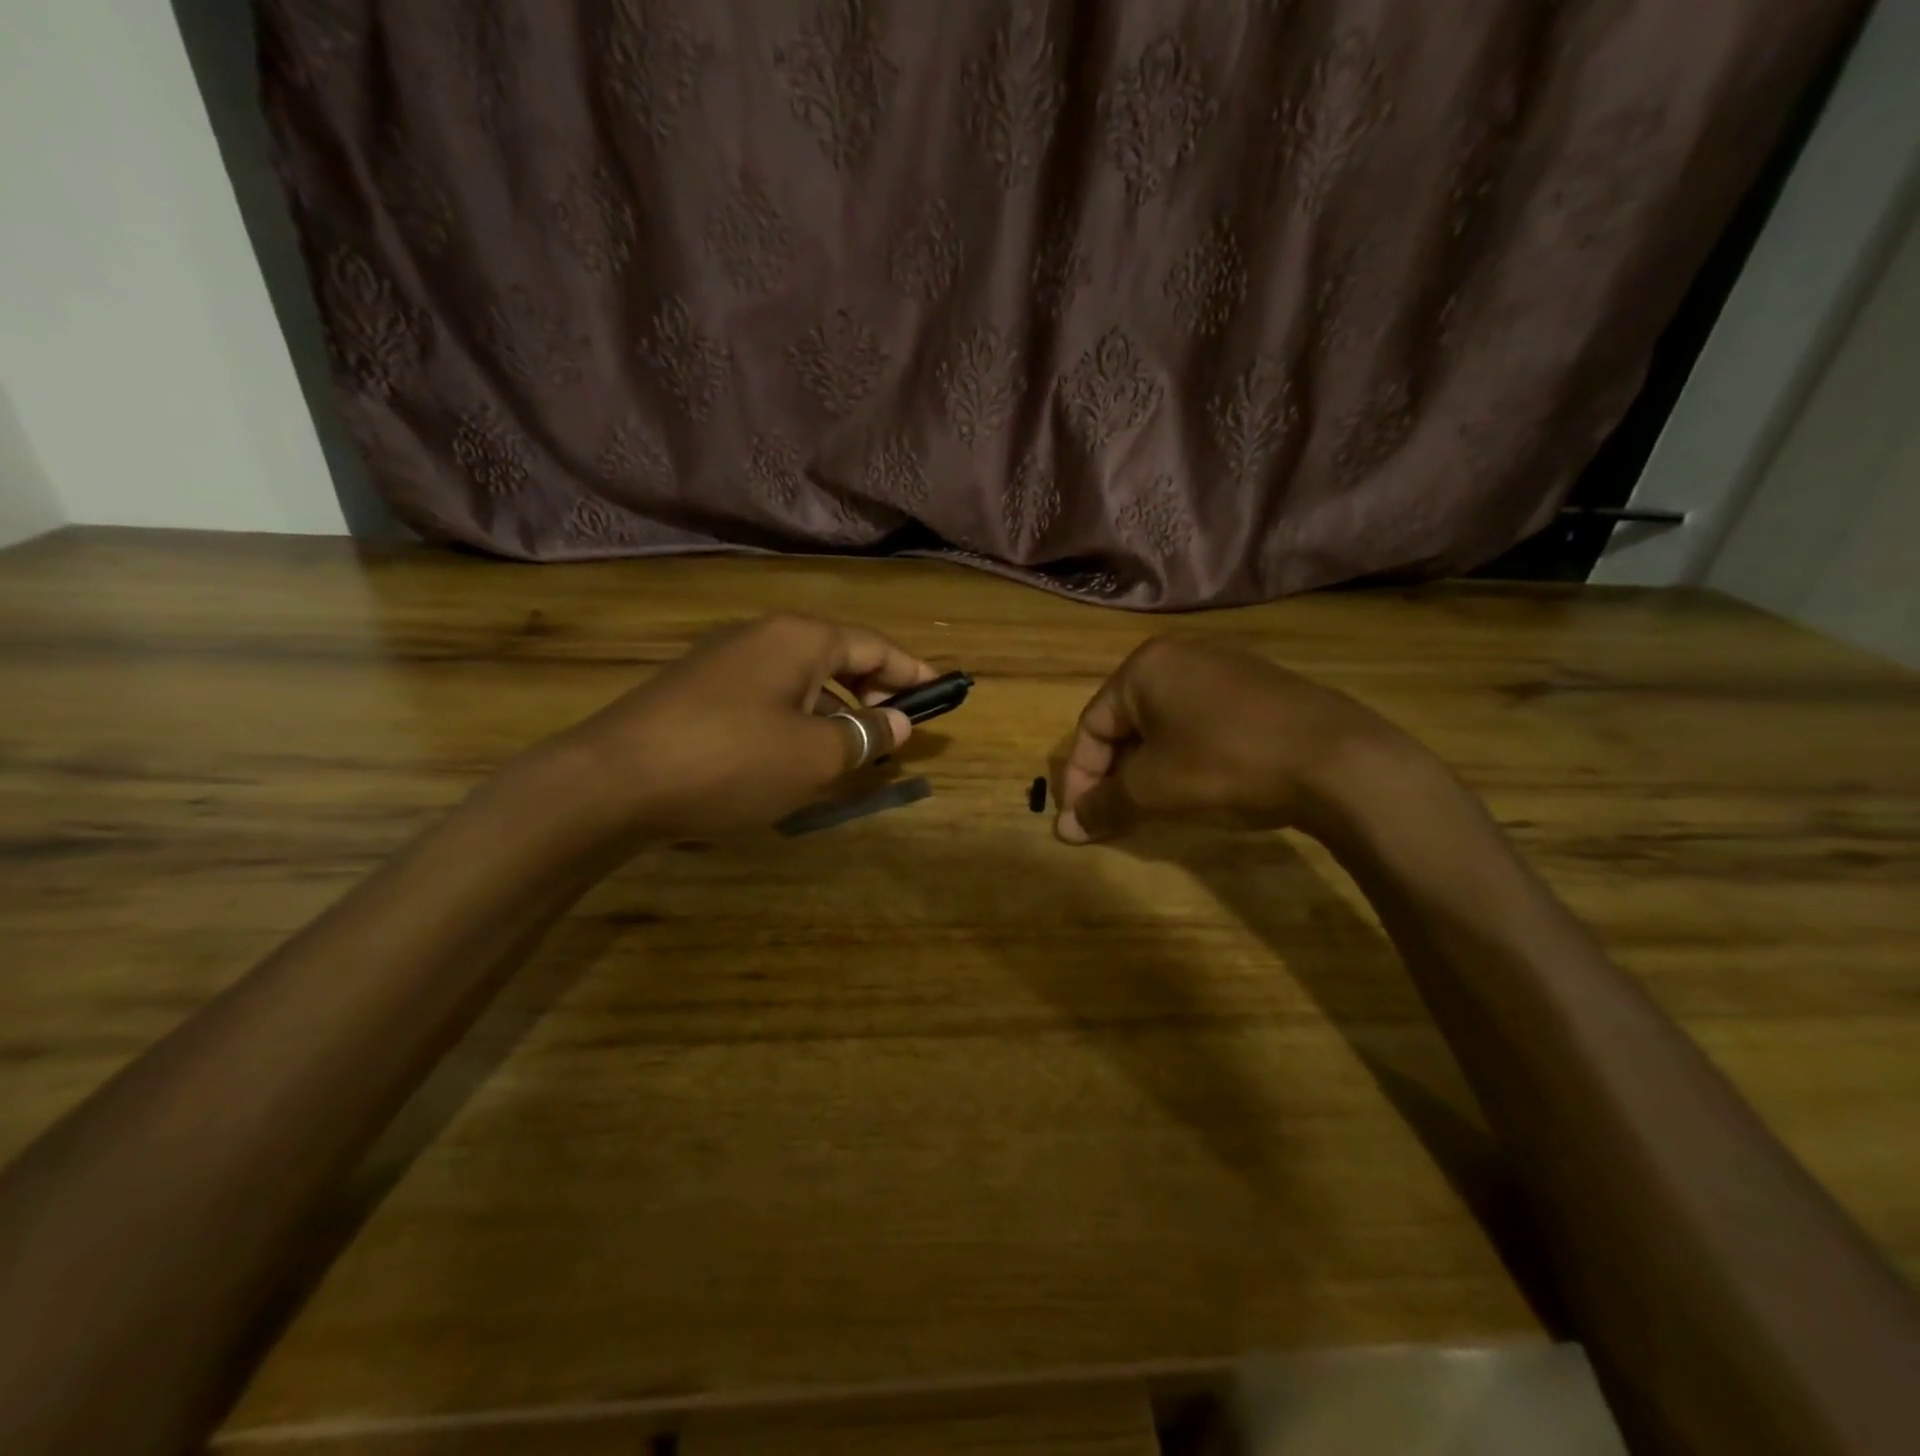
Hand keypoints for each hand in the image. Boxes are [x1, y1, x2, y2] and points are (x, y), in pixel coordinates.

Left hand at [555, 614, 934, 836]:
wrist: (611, 781)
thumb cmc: (732, 760)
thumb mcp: (815, 755)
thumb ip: (866, 735)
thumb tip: (900, 723)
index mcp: (800, 638)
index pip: (874, 646)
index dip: (912, 671)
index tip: (942, 693)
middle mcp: (762, 636)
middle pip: (837, 657)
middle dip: (873, 691)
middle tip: (896, 731)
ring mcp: (722, 661)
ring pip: (800, 679)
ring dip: (833, 709)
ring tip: (849, 749)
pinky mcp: (695, 691)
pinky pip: (766, 696)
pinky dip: (796, 718)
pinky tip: (791, 754)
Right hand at [1055, 635, 1414, 844]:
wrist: (1338, 760)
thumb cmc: (1225, 765)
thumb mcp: (1153, 790)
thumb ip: (1103, 805)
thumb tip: (1064, 828)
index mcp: (1145, 667)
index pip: (1092, 726)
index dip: (1080, 778)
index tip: (1082, 822)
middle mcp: (1182, 654)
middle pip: (1128, 721)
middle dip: (1116, 773)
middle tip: (1117, 816)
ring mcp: (1228, 666)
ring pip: (1166, 722)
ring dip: (1151, 767)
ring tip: (1157, 806)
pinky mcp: (1263, 687)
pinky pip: (1205, 720)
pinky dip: (1189, 754)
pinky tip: (1204, 784)